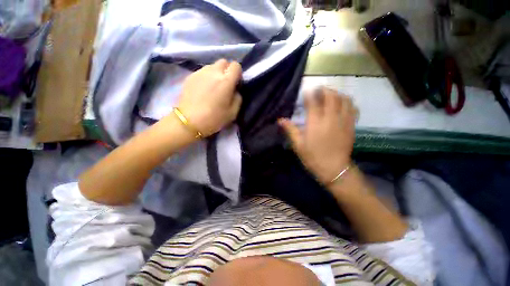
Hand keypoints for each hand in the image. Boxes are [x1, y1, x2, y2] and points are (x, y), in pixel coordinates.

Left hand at [175, 59, 242, 136]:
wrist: (189, 121)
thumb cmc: (214, 118)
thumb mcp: (233, 112)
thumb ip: (238, 98)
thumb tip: (235, 90)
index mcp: (226, 81)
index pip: (235, 65)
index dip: (237, 73)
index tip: (235, 83)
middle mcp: (213, 72)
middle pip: (224, 62)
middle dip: (227, 70)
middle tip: (225, 84)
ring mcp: (200, 72)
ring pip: (212, 66)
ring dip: (216, 73)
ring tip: (213, 86)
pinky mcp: (190, 76)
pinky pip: (202, 71)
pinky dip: (206, 77)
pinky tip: (203, 89)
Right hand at [278, 87, 355, 184]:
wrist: (334, 169)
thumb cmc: (312, 157)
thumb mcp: (298, 145)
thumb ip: (290, 130)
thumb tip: (280, 120)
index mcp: (315, 123)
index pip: (313, 102)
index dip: (309, 95)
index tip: (306, 92)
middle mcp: (330, 118)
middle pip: (330, 96)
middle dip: (324, 90)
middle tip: (318, 91)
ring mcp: (343, 121)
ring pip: (344, 99)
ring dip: (337, 94)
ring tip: (330, 96)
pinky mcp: (351, 125)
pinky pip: (352, 108)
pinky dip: (347, 102)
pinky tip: (342, 105)